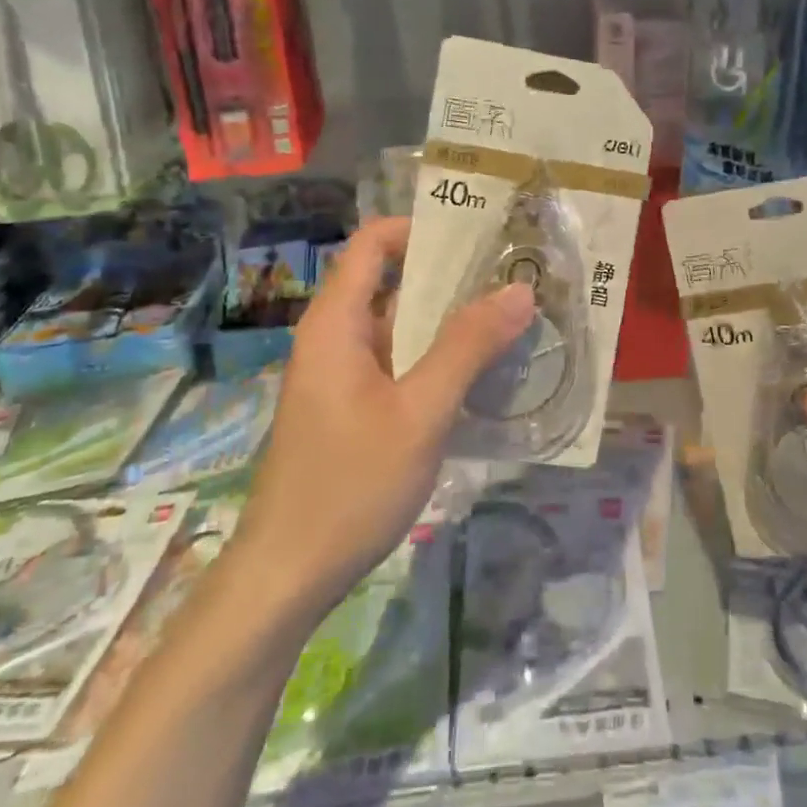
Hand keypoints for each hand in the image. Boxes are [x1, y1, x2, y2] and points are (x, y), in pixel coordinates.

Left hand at [236, 217, 535, 618]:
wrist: (286, 578)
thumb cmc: (349, 486)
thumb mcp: (420, 413)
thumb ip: (468, 347)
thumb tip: (519, 289)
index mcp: (337, 323)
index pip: (374, 244)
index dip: (422, 228)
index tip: (480, 234)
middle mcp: (335, 338)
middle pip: (393, 283)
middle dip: (452, 277)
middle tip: (515, 277)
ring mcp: (342, 376)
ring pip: (400, 328)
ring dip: (450, 322)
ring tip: (512, 318)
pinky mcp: (352, 409)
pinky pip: (398, 364)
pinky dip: (437, 359)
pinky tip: (482, 374)